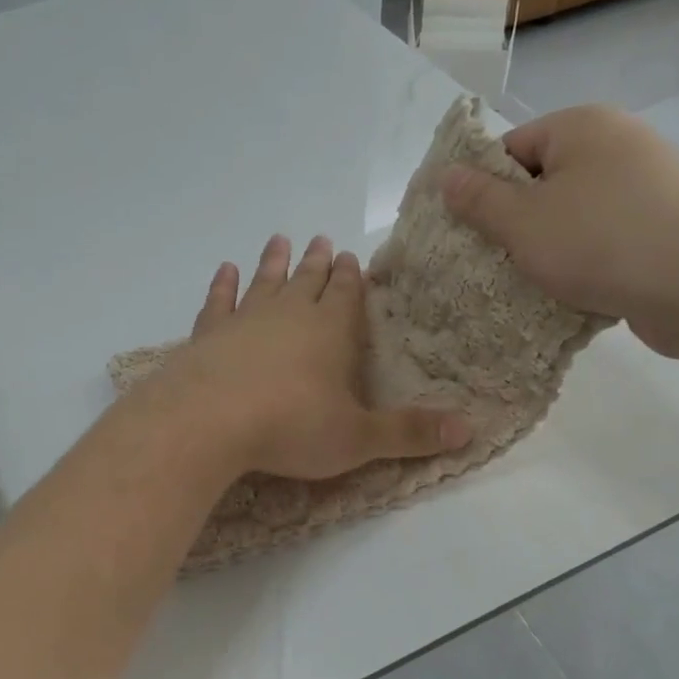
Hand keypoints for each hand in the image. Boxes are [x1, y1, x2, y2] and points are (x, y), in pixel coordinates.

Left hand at [165, 234, 471, 479]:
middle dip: (317, 263)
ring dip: (273, 263)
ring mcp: (244, 320)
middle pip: (307, 281)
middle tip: (320, 240)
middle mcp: (288, 315)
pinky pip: (218, 301)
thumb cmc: (291, 427)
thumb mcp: (358, 438)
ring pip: (264, 282)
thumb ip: (408, 432)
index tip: (350, 256)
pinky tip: (225, 270)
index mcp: (330, 332)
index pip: (345, 295)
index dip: (350, 278)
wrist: (209, 421)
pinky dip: (222, 285)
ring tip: (279, 240)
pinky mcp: (207, 334)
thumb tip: (470, 428)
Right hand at [442, 105, 678, 358]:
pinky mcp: (670, 221)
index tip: (474, 233)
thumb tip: (447, 175)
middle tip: (499, 263)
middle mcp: (621, 141)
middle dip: (518, 222)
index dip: (484, 190)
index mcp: (582, 126)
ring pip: (576, 213)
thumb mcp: (523, 223)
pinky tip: (580, 290)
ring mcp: (652, 181)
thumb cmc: (601, 243)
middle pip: (544, 180)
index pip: (511, 149)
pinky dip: (589, 259)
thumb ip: (479, 200)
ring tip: (538, 282)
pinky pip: (610, 235)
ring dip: (552, 246)